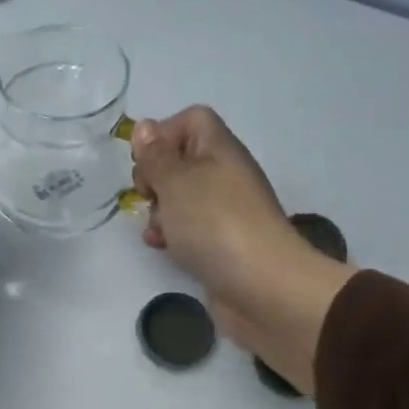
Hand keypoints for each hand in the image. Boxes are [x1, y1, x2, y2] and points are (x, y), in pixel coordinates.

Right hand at [131, 105, 352, 391]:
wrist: (263, 288)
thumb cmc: (215, 225)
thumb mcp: (176, 182)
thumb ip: (156, 155)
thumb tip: (146, 128)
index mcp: (220, 150)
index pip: (191, 120)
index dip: (164, 134)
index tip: (148, 163)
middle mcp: (225, 175)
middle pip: (180, 159)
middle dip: (155, 177)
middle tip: (149, 196)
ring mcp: (224, 211)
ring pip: (179, 197)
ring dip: (159, 210)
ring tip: (156, 228)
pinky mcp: (220, 242)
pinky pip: (188, 227)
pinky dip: (171, 234)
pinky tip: (163, 247)